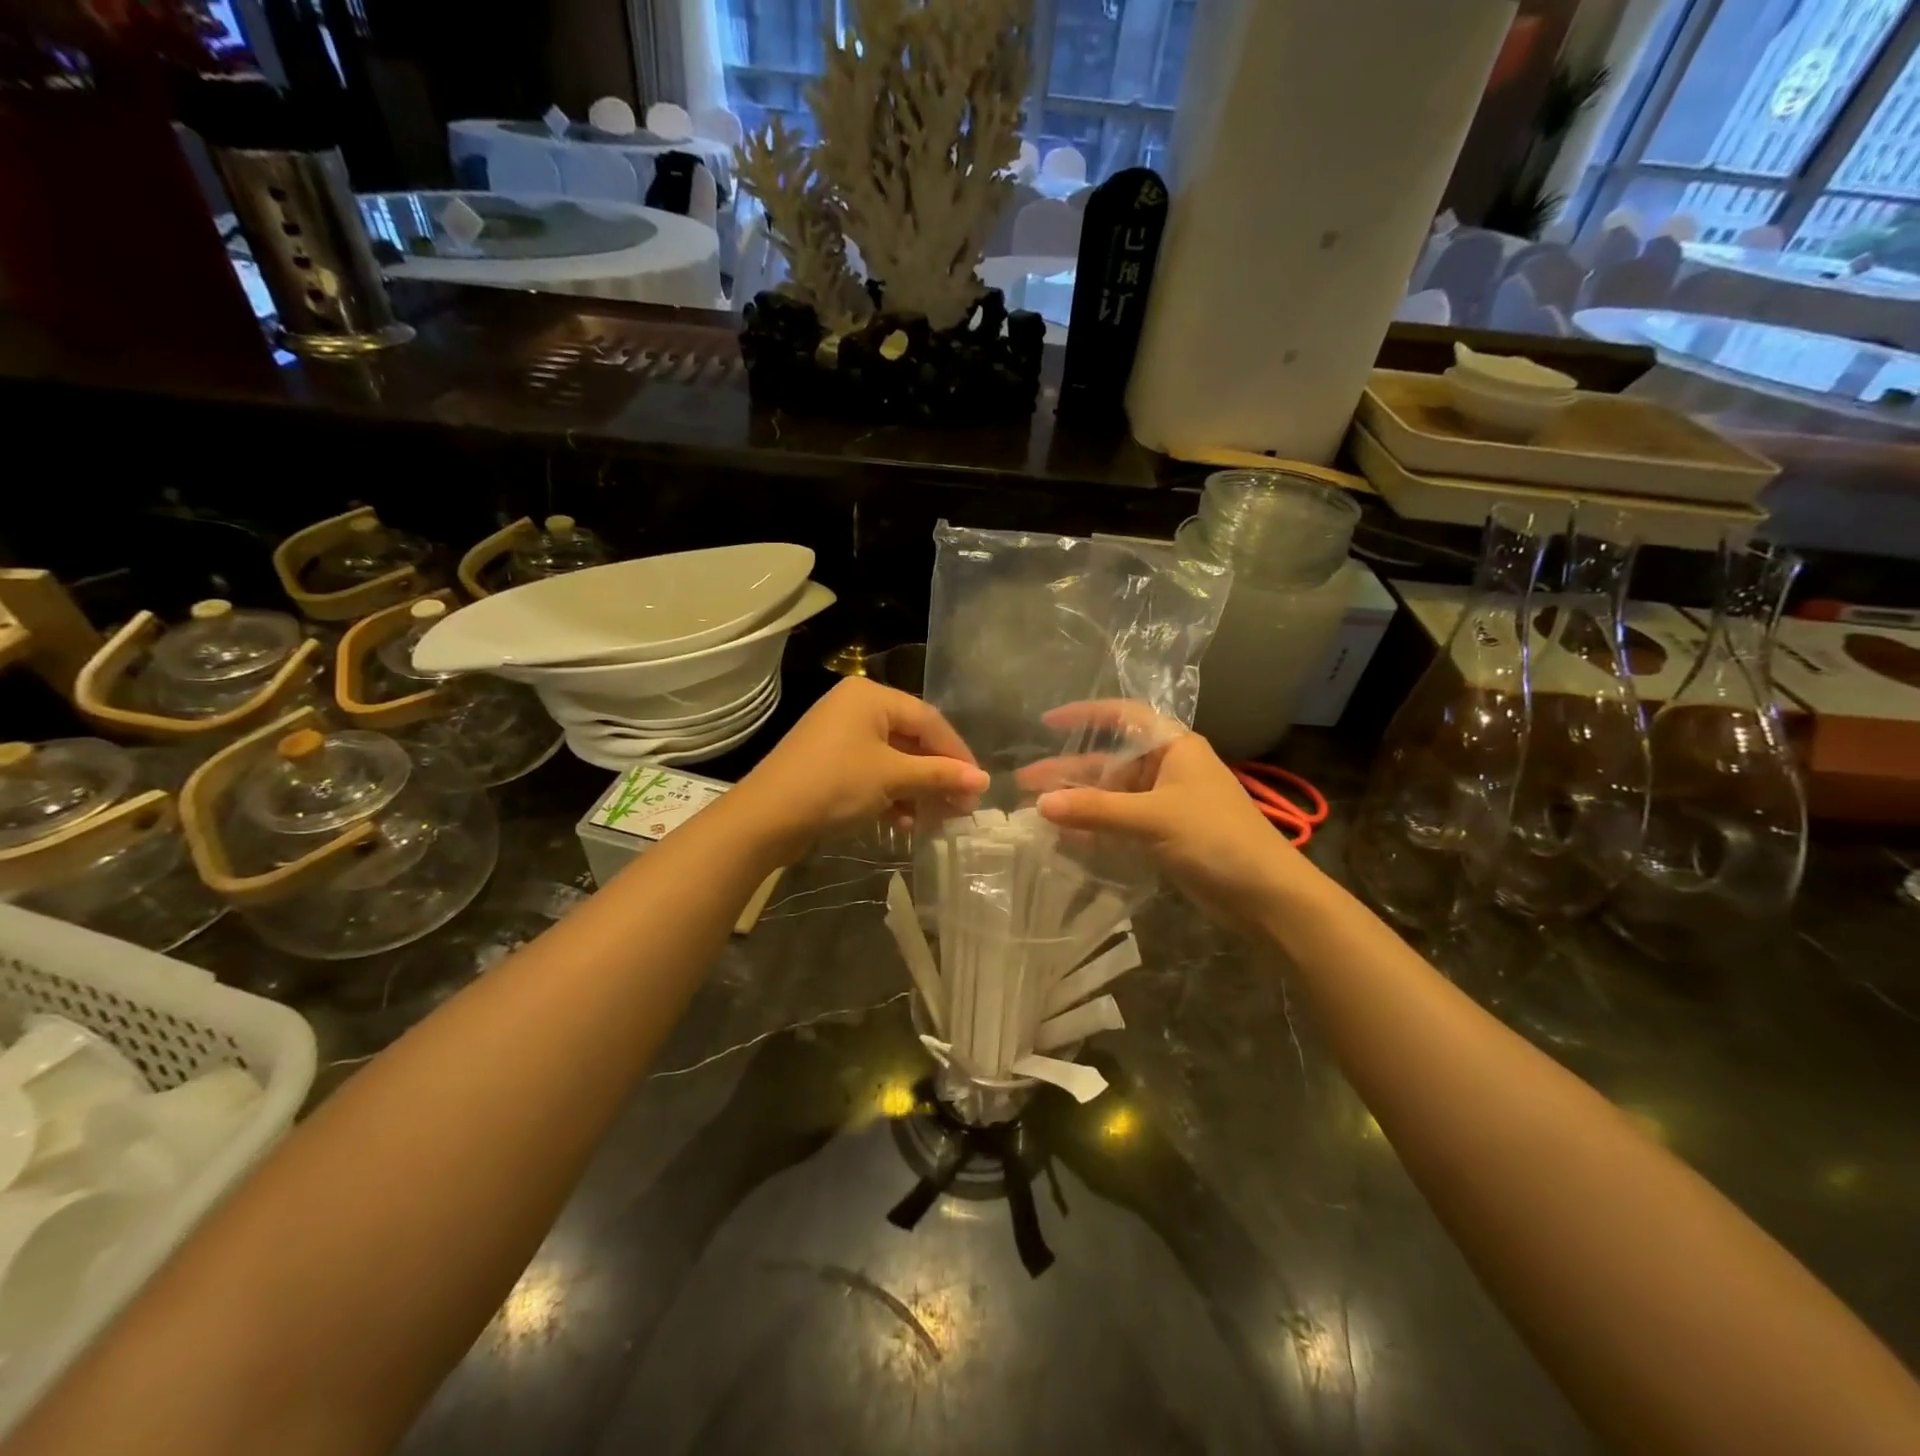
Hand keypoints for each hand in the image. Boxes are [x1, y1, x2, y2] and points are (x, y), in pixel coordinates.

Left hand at [733, 678, 987, 854]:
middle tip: (962, 806)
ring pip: (893, 760)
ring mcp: (840, 735)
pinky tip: (903, 823)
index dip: (957, 753)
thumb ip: (939, 775)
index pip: (928, 719)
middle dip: (937, 775)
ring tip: (936, 819)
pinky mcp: (830, 763)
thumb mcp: (892, 777)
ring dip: (916, 790)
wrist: (766, 819)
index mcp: (870, 696)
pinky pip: (872, 772)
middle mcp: (856, 707)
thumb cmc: (835, 784)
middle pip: (911, 739)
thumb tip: (983, 780)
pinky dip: (891, 795)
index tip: (978, 783)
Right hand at [1030, 702, 1314, 925]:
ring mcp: (1165, 804)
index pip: (1124, 717)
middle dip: (1068, 772)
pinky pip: (1119, 824)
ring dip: (1077, 803)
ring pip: (1111, 796)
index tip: (1048, 723)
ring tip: (1034, 811)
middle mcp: (1167, 769)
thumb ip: (1096, 810)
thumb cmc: (1216, 838)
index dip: (1086, 716)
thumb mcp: (1153, 818)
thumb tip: (1040, 805)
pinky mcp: (1163, 835)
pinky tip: (1063, 837)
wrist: (1266, 895)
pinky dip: (1094, 829)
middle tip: (1024, 782)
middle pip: (1109, 762)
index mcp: (1174, 747)